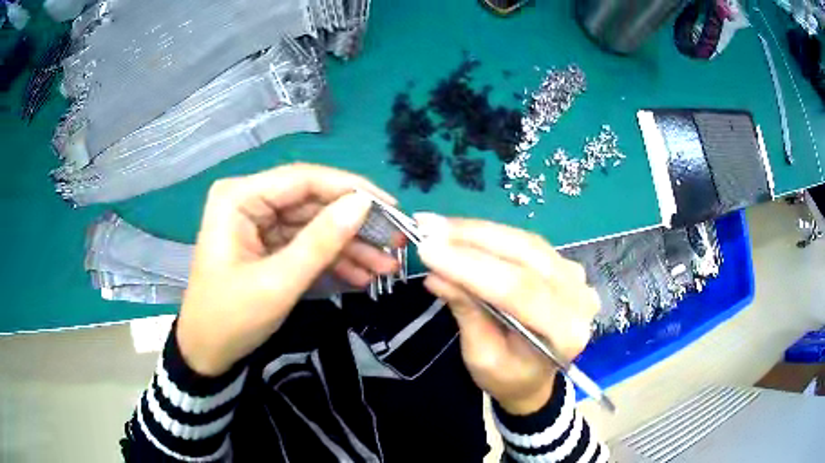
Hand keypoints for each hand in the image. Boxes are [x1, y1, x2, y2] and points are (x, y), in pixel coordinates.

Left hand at [177, 164, 398, 376]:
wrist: (207, 353)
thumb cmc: (230, 318)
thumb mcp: (278, 283)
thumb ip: (320, 242)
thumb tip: (363, 205)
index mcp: (239, 197)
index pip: (303, 179)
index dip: (350, 189)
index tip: (391, 208)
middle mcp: (249, 200)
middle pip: (312, 201)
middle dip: (354, 225)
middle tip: (394, 242)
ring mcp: (259, 223)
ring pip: (314, 224)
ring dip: (349, 246)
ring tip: (385, 267)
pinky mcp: (267, 244)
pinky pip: (306, 243)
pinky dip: (332, 259)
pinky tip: (361, 275)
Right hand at [415, 214, 598, 414]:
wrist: (533, 377)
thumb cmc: (508, 376)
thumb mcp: (481, 357)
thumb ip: (466, 313)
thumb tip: (436, 275)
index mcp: (565, 333)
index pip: (519, 291)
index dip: (471, 267)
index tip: (427, 250)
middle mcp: (578, 298)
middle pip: (525, 257)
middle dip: (471, 239)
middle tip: (427, 227)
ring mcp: (575, 276)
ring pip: (524, 242)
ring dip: (477, 231)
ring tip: (437, 226)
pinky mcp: (564, 264)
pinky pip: (525, 242)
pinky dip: (490, 234)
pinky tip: (461, 230)